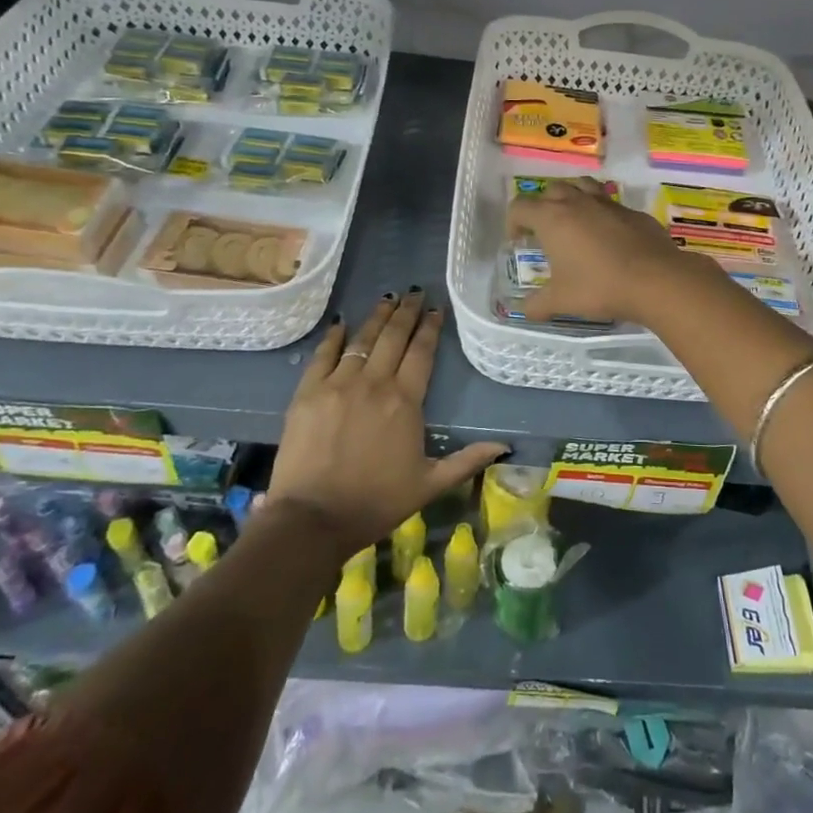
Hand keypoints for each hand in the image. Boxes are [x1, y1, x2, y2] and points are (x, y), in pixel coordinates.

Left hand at [266, 291, 505, 550]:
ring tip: (387, 299)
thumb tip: (504, 446)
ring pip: (361, 340)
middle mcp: (373, 383)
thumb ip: (467, 460)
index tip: (436, 309)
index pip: (421, 353)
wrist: (313, 519)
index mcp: (405, 401)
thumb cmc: (376, 502)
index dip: (430, 328)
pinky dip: (333, 337)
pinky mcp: (308, 393)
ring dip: (376, 317)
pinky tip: (341, 323)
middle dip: (406, 312)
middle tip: (414, 293)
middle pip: (393, 337)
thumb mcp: (429, 484)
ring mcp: (337, 385)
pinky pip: (323, 356)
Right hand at [509, 177, 711, 325]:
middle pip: (551, 190)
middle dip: (542, 206)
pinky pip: (610, 204)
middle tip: (545, 232)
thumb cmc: (599, 287)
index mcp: (553, 218)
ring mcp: (608, 203)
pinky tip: (608, 238)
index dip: (513, 222)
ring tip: (574, 222)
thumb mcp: (561, 301)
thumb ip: (537, 304)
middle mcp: (578, 201)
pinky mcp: (633, 212)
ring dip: (572, 198)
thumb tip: (523, 310)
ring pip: (582, 186)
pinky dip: (601, 214)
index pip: (520, 206)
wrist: (656, 280)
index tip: (518, 241)